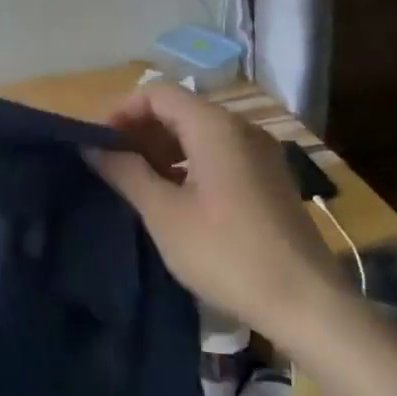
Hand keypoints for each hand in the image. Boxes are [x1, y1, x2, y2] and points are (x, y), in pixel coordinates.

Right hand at [87, 82, 352, 351]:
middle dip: (139, 131)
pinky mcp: (268, 179)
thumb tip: (92, 147)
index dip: (121, 111)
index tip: (98, 145)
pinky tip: (171, 197)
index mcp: (215, 127)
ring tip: (135, 183)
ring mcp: (259, 154)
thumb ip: (125, 172)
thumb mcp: (164, 213)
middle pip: (179, 110)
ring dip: (161, 149)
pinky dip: (187, 164)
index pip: (157, 93)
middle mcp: (241, 129)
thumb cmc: (225, 253)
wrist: (304, 302)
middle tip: (110, 165)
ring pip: (199, 133)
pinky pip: (218, 154)